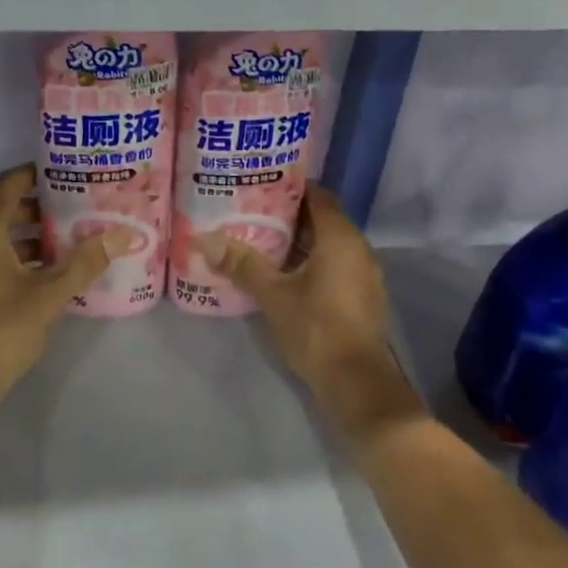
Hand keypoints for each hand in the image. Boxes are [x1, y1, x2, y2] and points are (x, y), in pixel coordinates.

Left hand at [0, 165, 121, 405]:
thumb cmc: (3, 328)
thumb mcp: (51, 293)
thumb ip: (85, 261)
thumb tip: (121, 234)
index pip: (8, 184)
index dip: (37, 172)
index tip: (68, 171)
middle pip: (4, 208)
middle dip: (42, 206)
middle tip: (80, 206)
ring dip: (33, 234)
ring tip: (73, 237)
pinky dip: (19, 255)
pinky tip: (51, 270)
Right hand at [196, 186, 416, 436]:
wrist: (355, 382)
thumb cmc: (315, 329)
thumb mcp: (273, 295)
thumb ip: (241, 264)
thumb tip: (203, 238)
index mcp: (340, 238)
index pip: (318, 196)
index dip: (290, 187)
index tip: (260, 185)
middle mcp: (358, 248)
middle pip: (322, 219)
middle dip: (289, 215)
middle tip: (251, 213)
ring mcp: (364, 274)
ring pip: (328, 245)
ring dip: (299, 242)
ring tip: (261, 241)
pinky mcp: (362, 297)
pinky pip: (334, 266)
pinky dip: (311, 262)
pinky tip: (284, 274)